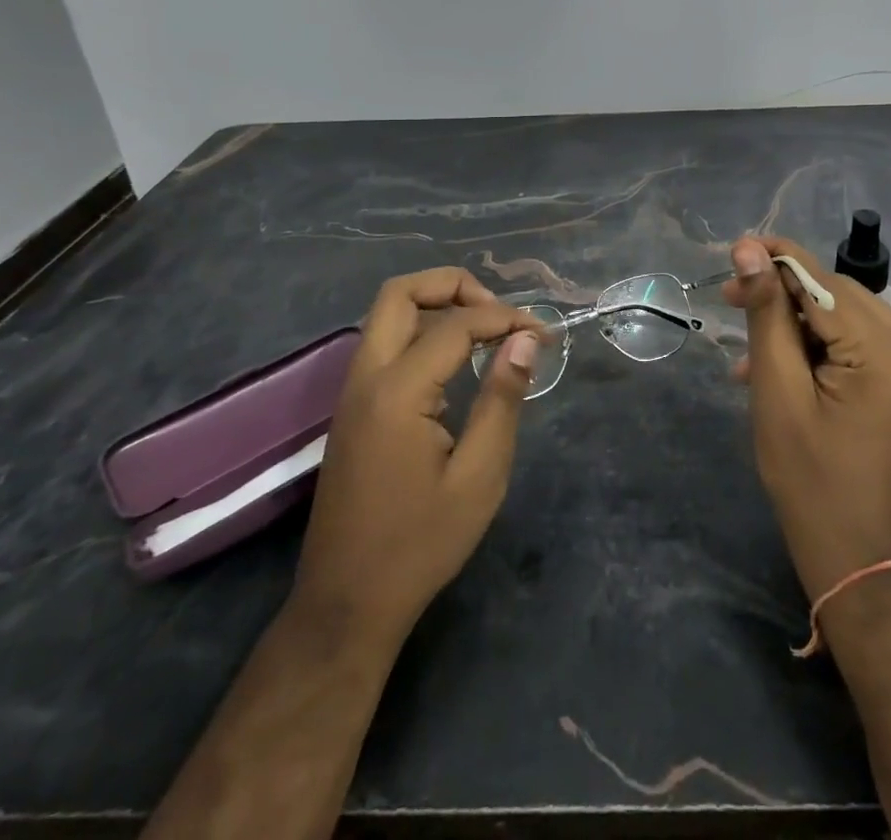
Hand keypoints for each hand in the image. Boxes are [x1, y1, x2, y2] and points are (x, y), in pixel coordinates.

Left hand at [294, 267, 540, 638]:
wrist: (345, 605)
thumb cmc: (420, 544)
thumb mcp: (479, 476)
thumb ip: (502, 399)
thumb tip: (526, 341)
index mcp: (398, 391)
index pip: (456, 324)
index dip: (506, 319)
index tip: (545, 335)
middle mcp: (366, 378)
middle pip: (400, 293)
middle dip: (454, 286)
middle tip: (499, 314)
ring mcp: (352, 393)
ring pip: (387, 315)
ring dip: (436, 306)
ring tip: (485, 332)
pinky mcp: (352, 410)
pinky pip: (384, 345)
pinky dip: (422, 332)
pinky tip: (456, 364)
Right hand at [725, 236, 890, 600]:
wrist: (867, 568)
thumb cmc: (811, 486)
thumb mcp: (778, 394)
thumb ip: (767, 315)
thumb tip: (749, 249)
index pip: (826, 283)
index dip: (777, 261)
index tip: (734, 252)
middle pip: (842, 298)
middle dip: (786, 296)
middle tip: (732, 301)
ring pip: (854, 319)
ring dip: (804, 325)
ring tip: (752, 353)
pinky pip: (870, 347)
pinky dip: (829, 348)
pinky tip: (790, 368)